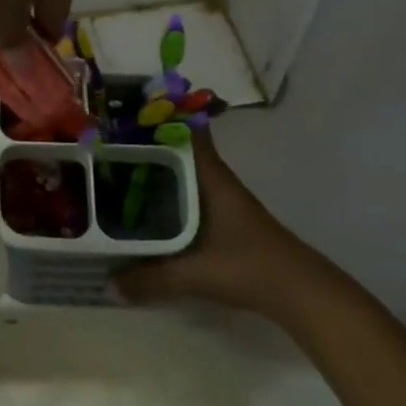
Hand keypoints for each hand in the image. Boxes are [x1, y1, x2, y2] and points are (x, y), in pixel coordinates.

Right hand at [117, 130, 303, 310]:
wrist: (300, 292)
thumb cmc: (248, 266)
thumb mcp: (194, 274)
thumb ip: (150, 279)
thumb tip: (108, 284)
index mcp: (210, 176)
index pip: (186, 131)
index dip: (159, 117)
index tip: (126, 114)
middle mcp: (215, 179)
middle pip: (178, 150)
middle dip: (146, 146)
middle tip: (106, 146)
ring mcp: (221, 198)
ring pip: (182, 173)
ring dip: (156, 171)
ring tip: (116, 173)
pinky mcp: (224, 219)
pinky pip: (187, 194)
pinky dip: (167, 195)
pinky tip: (147, 209)